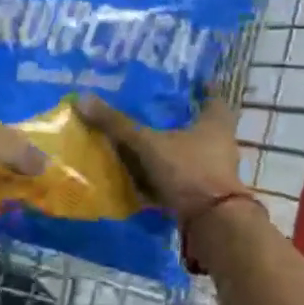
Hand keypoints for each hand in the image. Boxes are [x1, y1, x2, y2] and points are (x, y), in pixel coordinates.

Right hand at [76, 95, 247, 219]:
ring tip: (141, 142)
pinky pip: (180, 179)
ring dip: (169, 150)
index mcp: (215, 123)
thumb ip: (119, 125)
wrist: (211, 222)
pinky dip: (164, 177)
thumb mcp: (149, 144)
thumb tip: (83, 99)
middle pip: (200, 126)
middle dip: (179, 120)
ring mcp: (213, 172)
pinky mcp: (203, 194)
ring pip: (189, 153)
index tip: (191, 82)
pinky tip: (142, 177)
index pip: (213, 97)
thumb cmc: (188, 171)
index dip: (203, 88)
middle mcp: (219, 144)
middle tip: (153, 111)